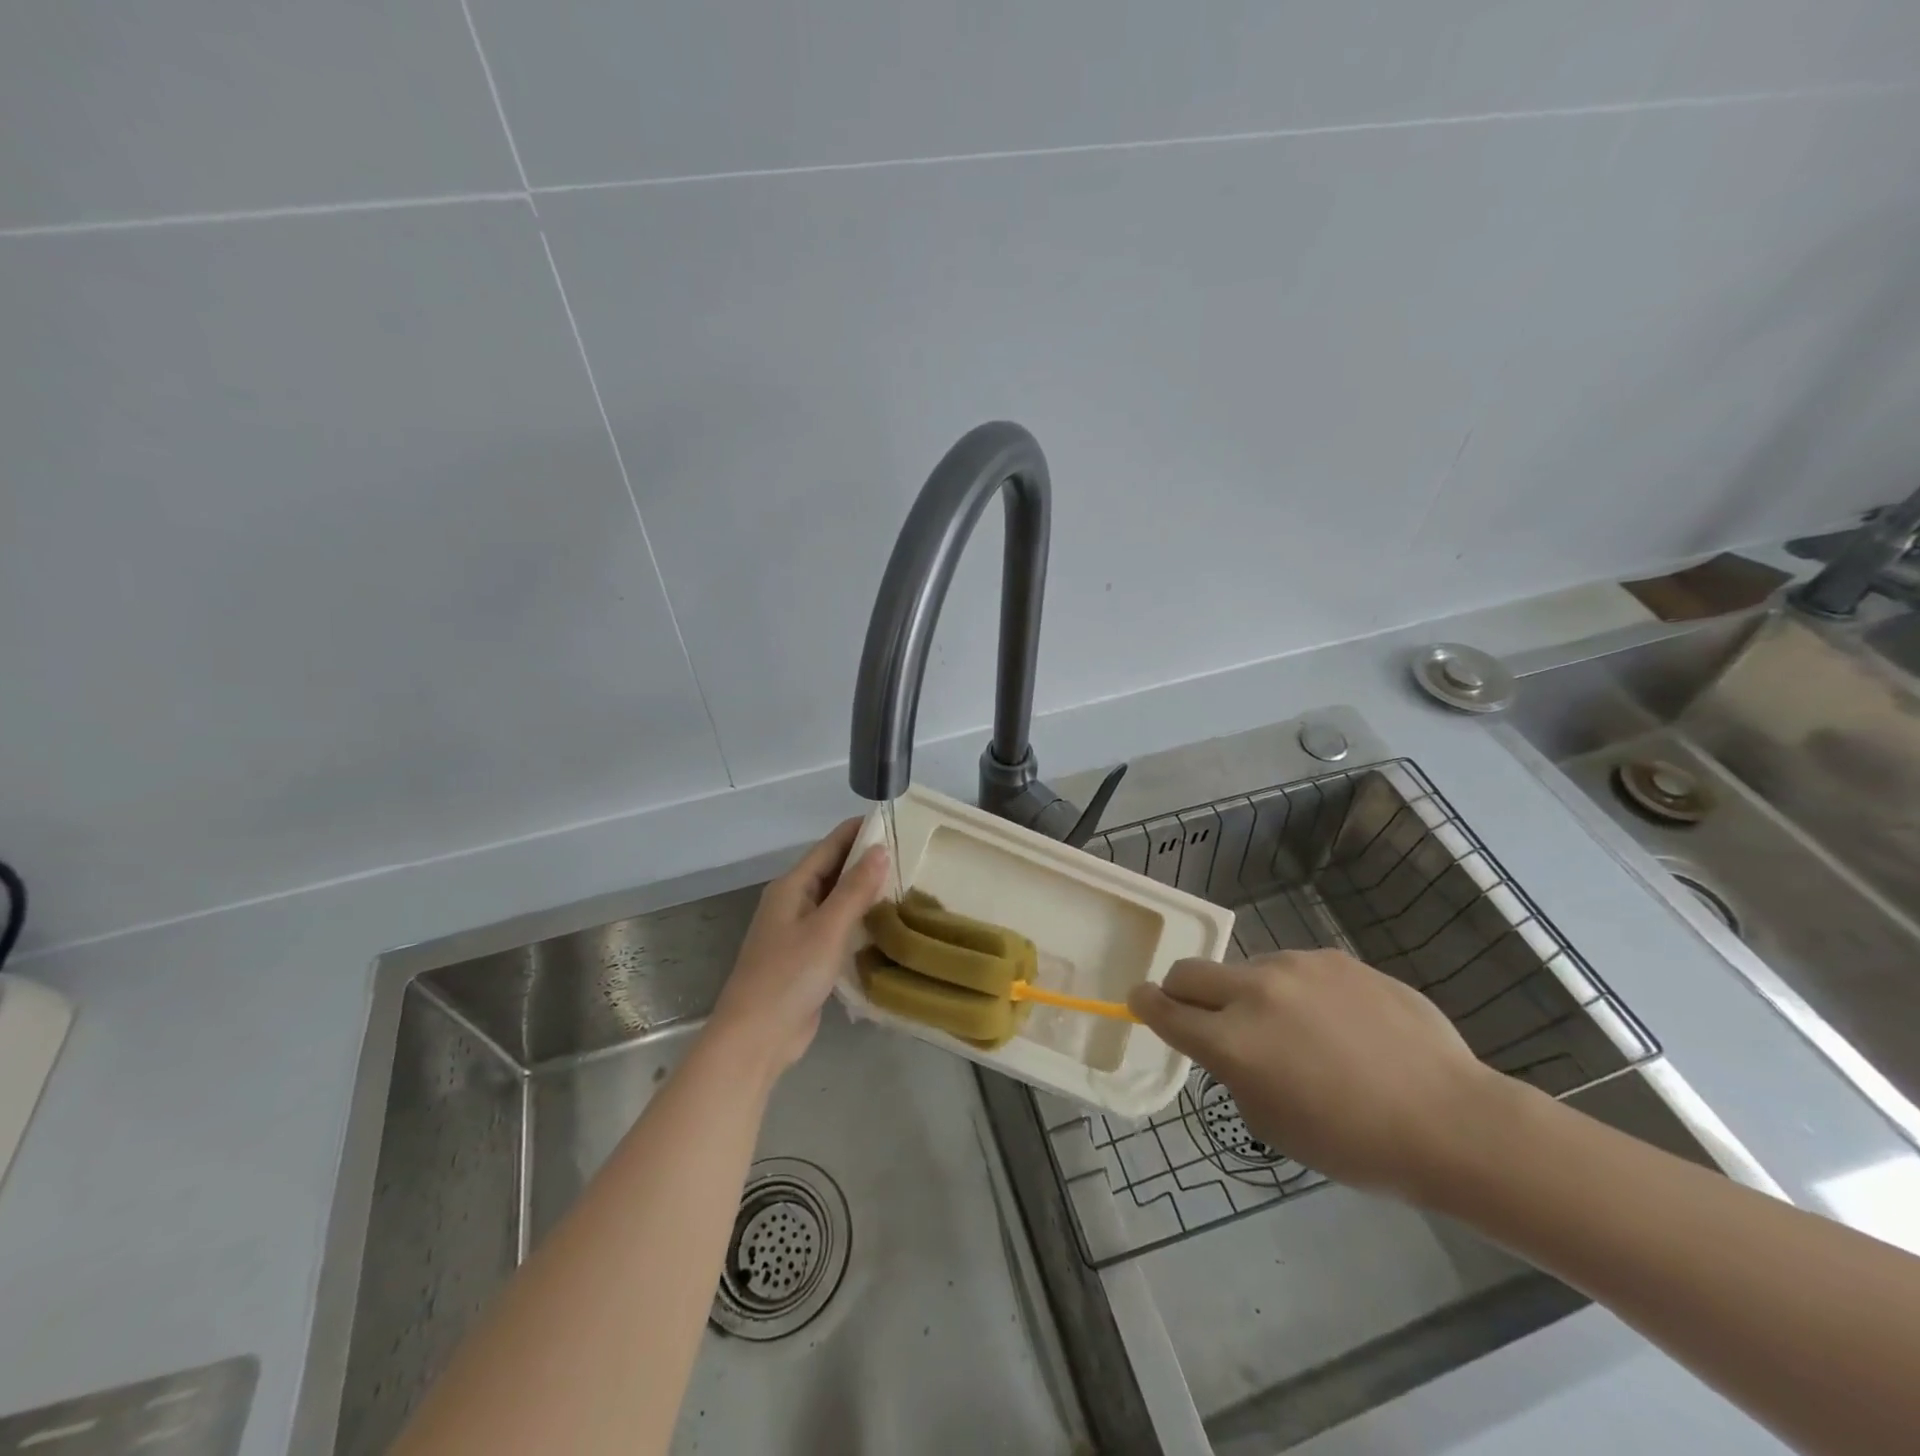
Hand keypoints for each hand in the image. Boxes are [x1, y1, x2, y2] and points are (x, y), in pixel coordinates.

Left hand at [709, 817, 888, 1077]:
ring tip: (907, 883)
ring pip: (837, 900)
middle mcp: (794, 902)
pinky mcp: (808, 958)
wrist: (757, 1037)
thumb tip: (881, 849)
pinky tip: (886, 924)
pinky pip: (837, 928)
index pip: (830, 846)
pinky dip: (859, 921)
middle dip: (867, 860)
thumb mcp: (827, 928)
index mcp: (792, 887)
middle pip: (833, 870)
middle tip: (911, 854)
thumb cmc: (789, 976)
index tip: (895, 820)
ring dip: (865, 892)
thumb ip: (855, 889)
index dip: (859, 831)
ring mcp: (799, 932)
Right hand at [1128, 949, 1516, 1200]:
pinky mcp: (1333, 957)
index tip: (1138, 1001)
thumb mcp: (1272, 1122)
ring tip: (1299, 1033)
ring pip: (1246, 971)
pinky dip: (1296, 992)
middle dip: (1181, 991)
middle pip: (1188, 972)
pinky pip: (1294, 970)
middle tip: (1204, 1018)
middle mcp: (1254, 993)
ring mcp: (1296, 968)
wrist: (1451, 1120)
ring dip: (1249, 996)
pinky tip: (1340, 1024)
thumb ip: (1233, 1072)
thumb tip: (1229, 1044)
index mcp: (1232, 1043)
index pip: (1164, 1009)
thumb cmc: (1356, 1145)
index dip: (1144, 1005)